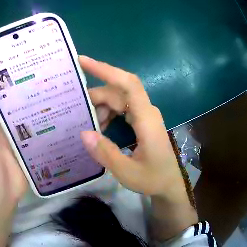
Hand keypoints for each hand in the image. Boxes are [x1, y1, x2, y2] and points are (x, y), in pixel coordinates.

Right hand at [79, 56, 196, 239]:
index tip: (83, 62)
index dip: (106, 70)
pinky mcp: (143, 121)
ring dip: (103, 109)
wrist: (168, 184)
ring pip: (119, 100)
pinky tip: (102, 128)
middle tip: (78, 113)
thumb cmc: (153, 179)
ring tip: (91, 127)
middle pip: (118, 92)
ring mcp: (145, 115)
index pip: (127, 84)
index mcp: (146, 119)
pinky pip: (123, 109)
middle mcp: (146, 111)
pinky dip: (110, 115)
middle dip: (97, 99)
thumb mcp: (127, 172)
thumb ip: (106, 153)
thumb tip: (83, 133)